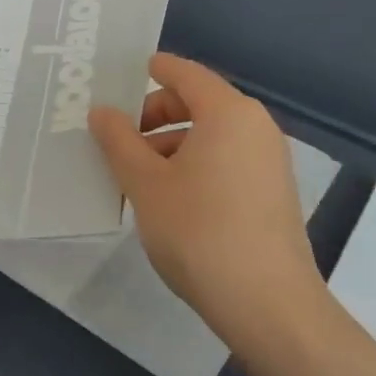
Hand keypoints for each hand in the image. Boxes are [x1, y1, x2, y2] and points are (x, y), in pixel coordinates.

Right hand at [89, 53, 322, 355]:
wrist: (268, 305)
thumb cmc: (199, 231)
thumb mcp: (146, 183)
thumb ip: (119, 141)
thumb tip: (102, 111)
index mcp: (228, 112)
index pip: (185, 74)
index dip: (154, 69)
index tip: (125, 75)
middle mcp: (255, 127)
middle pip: (199, 103)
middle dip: (155, 115)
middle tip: (119, 137)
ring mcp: (269, 161)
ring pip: (212, 135)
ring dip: (172, 144)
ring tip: (137, 175)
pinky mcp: (273, 193)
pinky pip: (227, 159)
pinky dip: (195, 164)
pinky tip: (169, 197)